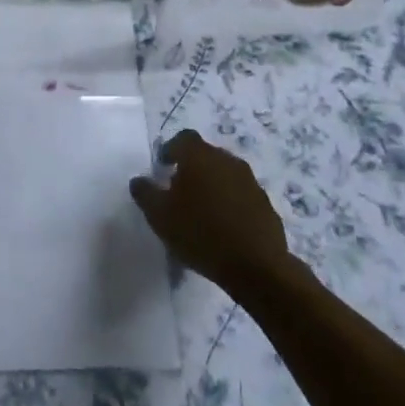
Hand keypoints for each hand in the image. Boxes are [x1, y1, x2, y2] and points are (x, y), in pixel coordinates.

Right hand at [130, 130, 291, 295]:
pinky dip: (230, 204)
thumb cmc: (200, 233)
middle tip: (179, 193)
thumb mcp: (160, 216)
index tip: (162, 169)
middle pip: (205, 155)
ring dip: (212, 186)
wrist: (257, 267)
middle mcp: (227, 160)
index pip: (182, 138)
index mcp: (199, 156)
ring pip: (225, 175)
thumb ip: (145, 193)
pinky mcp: (266, 204)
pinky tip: (224, 228)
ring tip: (201, 213)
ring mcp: (250, 181)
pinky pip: (241, 196)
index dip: (170, 150)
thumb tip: (139, 180)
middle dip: (191, 169)